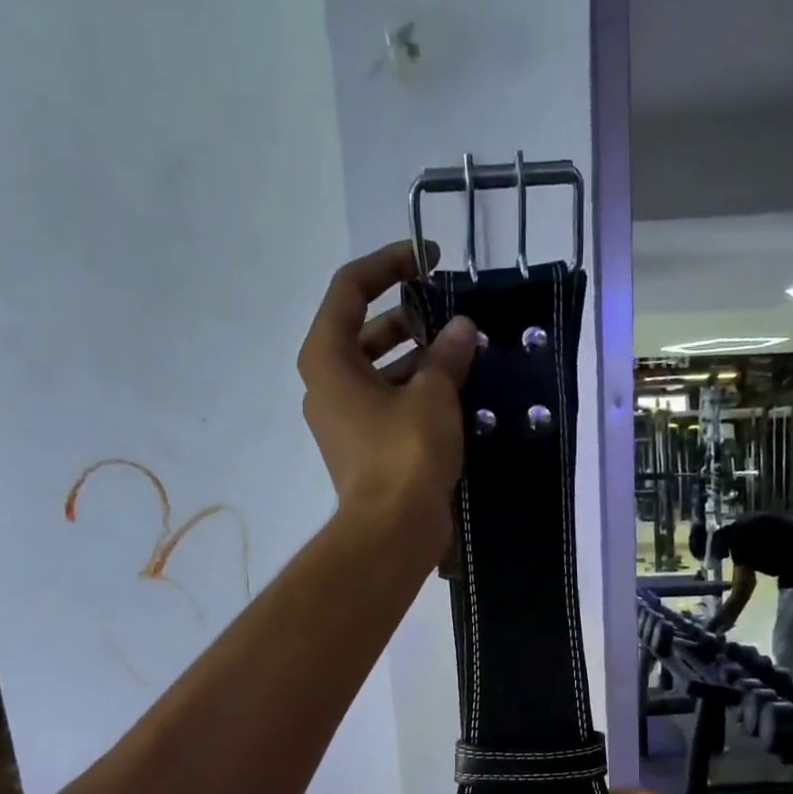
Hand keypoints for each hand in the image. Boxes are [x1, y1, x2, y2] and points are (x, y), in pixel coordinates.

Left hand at [298, 241, 476, 556]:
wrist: (393, 532)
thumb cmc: (404, 453)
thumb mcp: (432, 394)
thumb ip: (446, 353)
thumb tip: (461, 328)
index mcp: (328, 357)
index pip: (350, 288)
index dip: (390, 264)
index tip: (430, 261)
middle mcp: (327, 384)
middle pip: (366, 330)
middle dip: (411, 317)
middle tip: (453, 313)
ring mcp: (344, 420)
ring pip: (381, 371)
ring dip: (420, 358)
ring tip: (465, 353)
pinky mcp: (365, 449)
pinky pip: (390, 405)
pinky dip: (418, 393)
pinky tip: (458, 393)